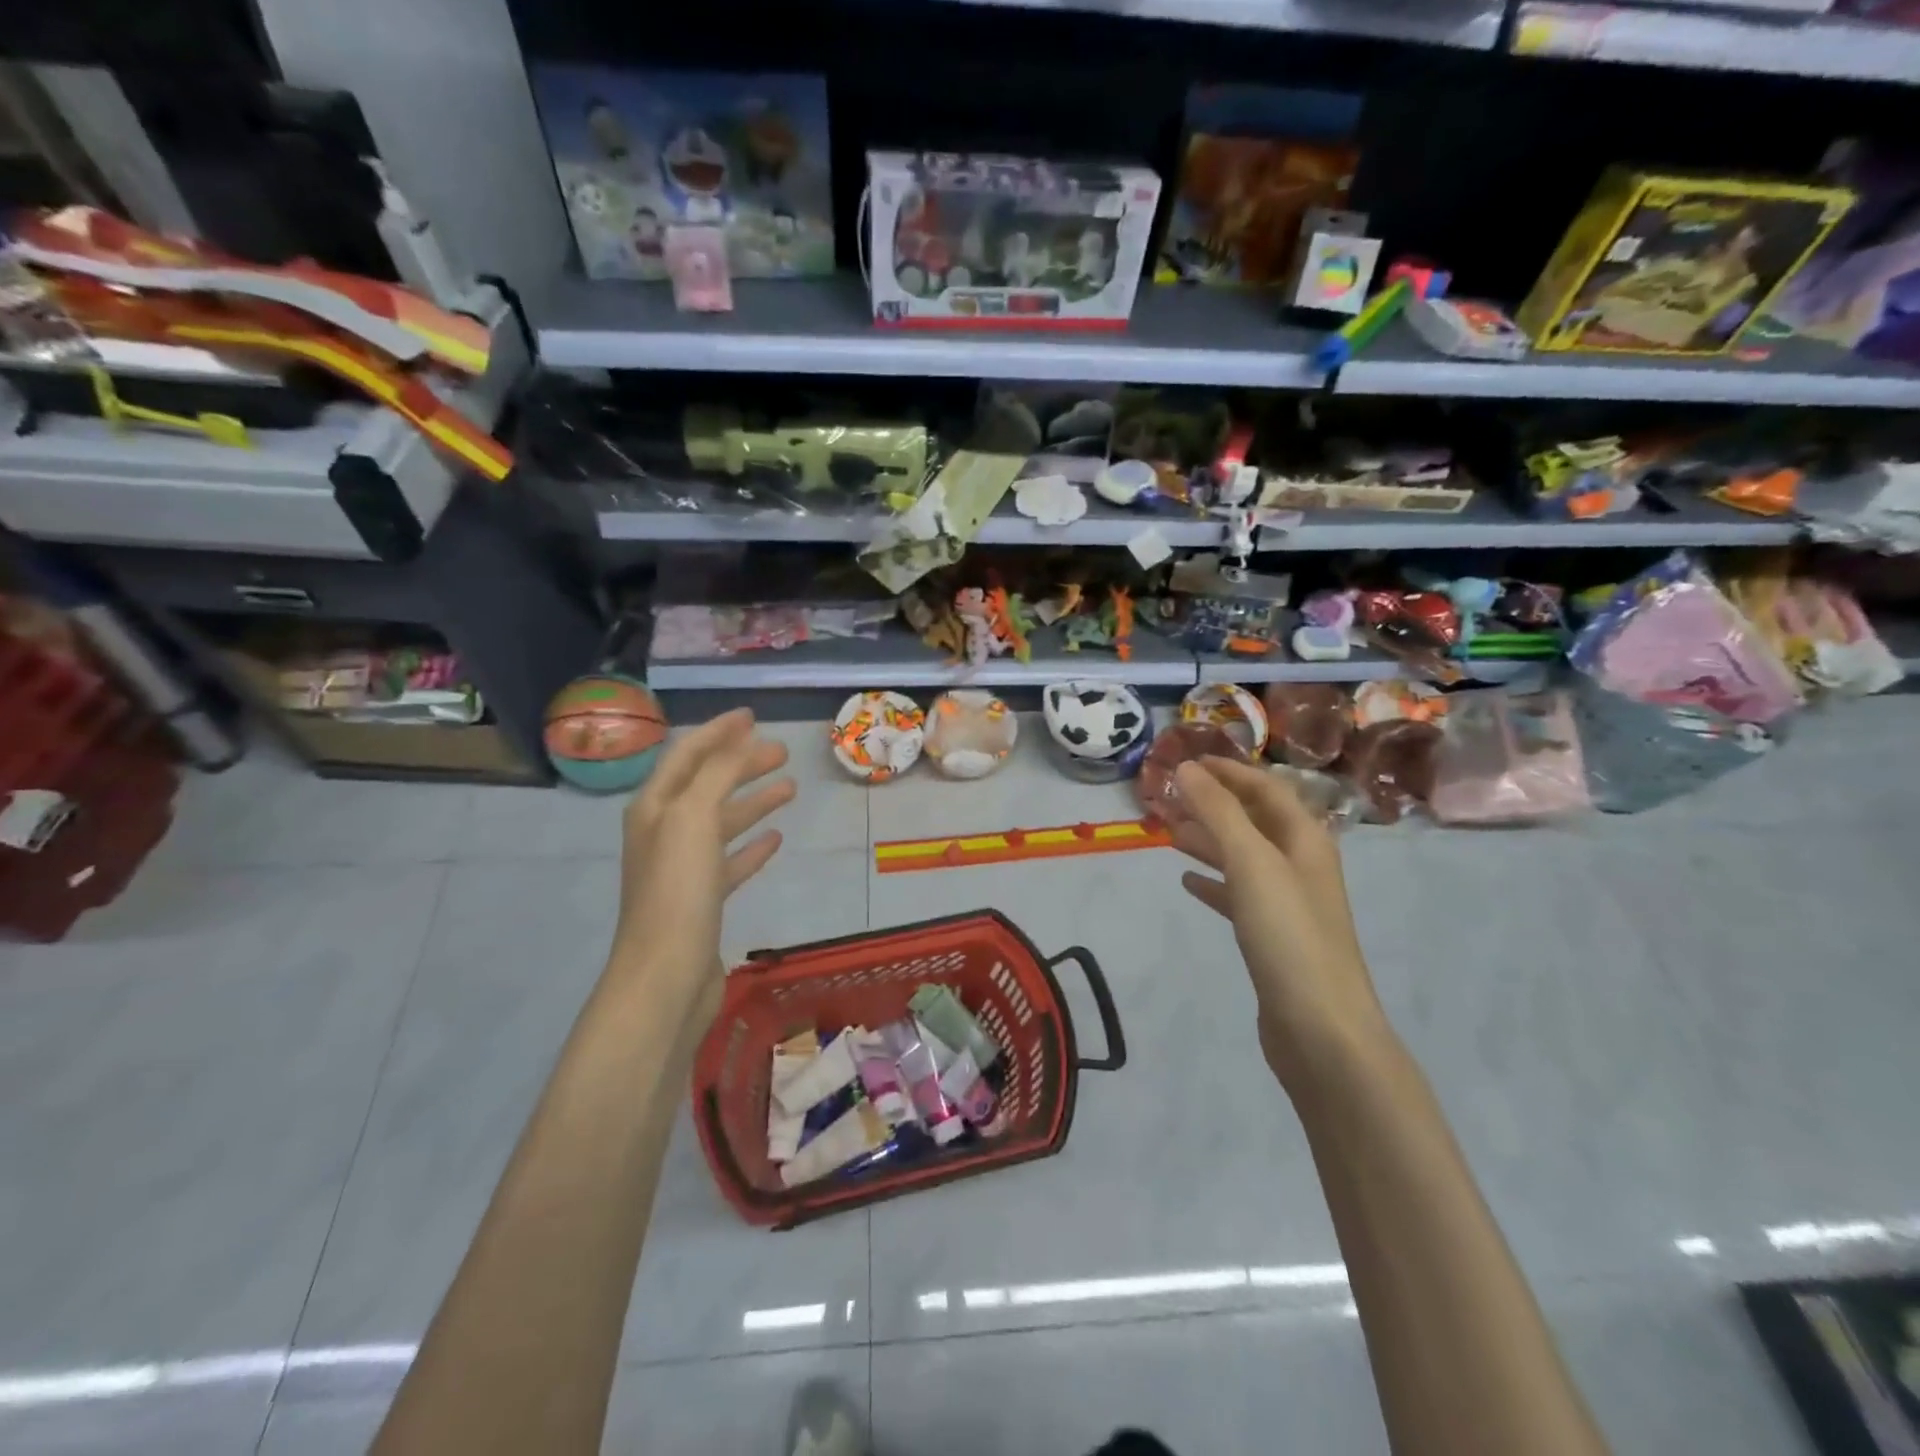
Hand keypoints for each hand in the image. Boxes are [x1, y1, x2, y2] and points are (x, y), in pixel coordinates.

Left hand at [612, 709, 794, 1017]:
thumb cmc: (677, 890)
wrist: (665, 975)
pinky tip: (777, 839)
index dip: (718, 732)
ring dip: (753, 802)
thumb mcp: (694, 818)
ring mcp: (683, 868)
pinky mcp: (702, 899)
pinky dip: (753, 846)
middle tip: (782, 752)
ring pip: (722, 822)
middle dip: (742, 764)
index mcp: (655, 807)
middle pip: (707, 786)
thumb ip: (717, 773)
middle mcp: (664, 832)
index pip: (688, 756)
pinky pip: (731, 861)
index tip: (753, 717)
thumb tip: (741, 739)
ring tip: (790, 788)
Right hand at [1170, 757, 1390, 1084]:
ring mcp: (1288, 902)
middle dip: (1213, 805)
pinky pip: (1238, 895)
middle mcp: (1300, 864)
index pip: (1265, 787)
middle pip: (1254, 820)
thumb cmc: (1288, 935)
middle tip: (1167, 798)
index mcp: (1305, 839)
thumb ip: (1218, 812)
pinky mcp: (1273, 936)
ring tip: (1169, 834)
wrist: (1321, 1029)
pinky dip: (1213, 882)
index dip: (1227, 771)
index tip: (1186, 762)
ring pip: (1243, 856)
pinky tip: (1187, 882)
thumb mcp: (1251, 863)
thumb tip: (1187, 768)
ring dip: (1209, 840)